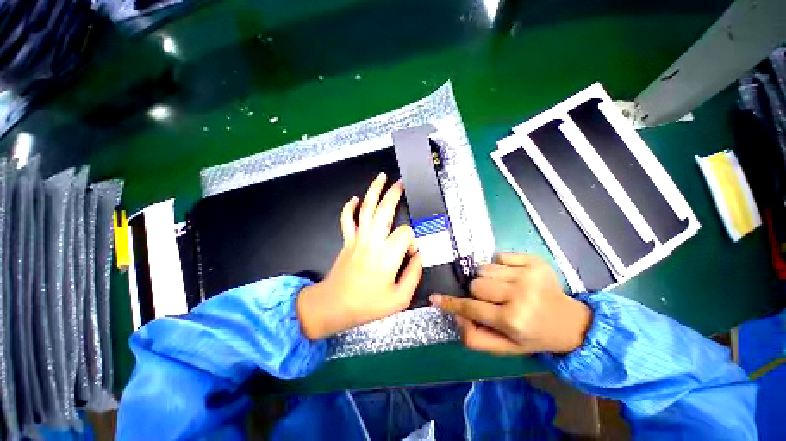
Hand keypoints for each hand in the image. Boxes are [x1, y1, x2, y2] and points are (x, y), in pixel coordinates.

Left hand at [297, 173, 422, 339]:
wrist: (334, 305)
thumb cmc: (368, 305)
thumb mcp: (400, 298)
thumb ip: (414, 274)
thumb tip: (419, 256)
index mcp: (387, 254)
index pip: (406, 233)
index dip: (413, 240)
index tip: (413, 251)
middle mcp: (373, 240)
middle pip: (385, 209)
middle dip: (394, 194)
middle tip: (402, 183)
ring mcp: (358, 238)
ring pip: (366, 208)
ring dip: (374, 190)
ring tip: (382, 177)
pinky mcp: (347, 240)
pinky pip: (347, 219)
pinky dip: (350, 207)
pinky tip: (356, 198)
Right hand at [430, 253, 591, 354]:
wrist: (571, 323)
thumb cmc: (534, 336)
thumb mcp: (505, 348)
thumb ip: (475, 338)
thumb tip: (456, 316)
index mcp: (512, 320)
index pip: (471, 308)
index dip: (451, 303)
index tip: (434, 298)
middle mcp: (520, 295)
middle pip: (476, 284)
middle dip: (477, 292)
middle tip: (493, 301)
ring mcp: (528, 274)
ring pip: (484, 269)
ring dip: (488, 279)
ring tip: (504, 289)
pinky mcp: (534, 260)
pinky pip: (499, 256)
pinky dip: (500, 266)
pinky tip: (514, 277)